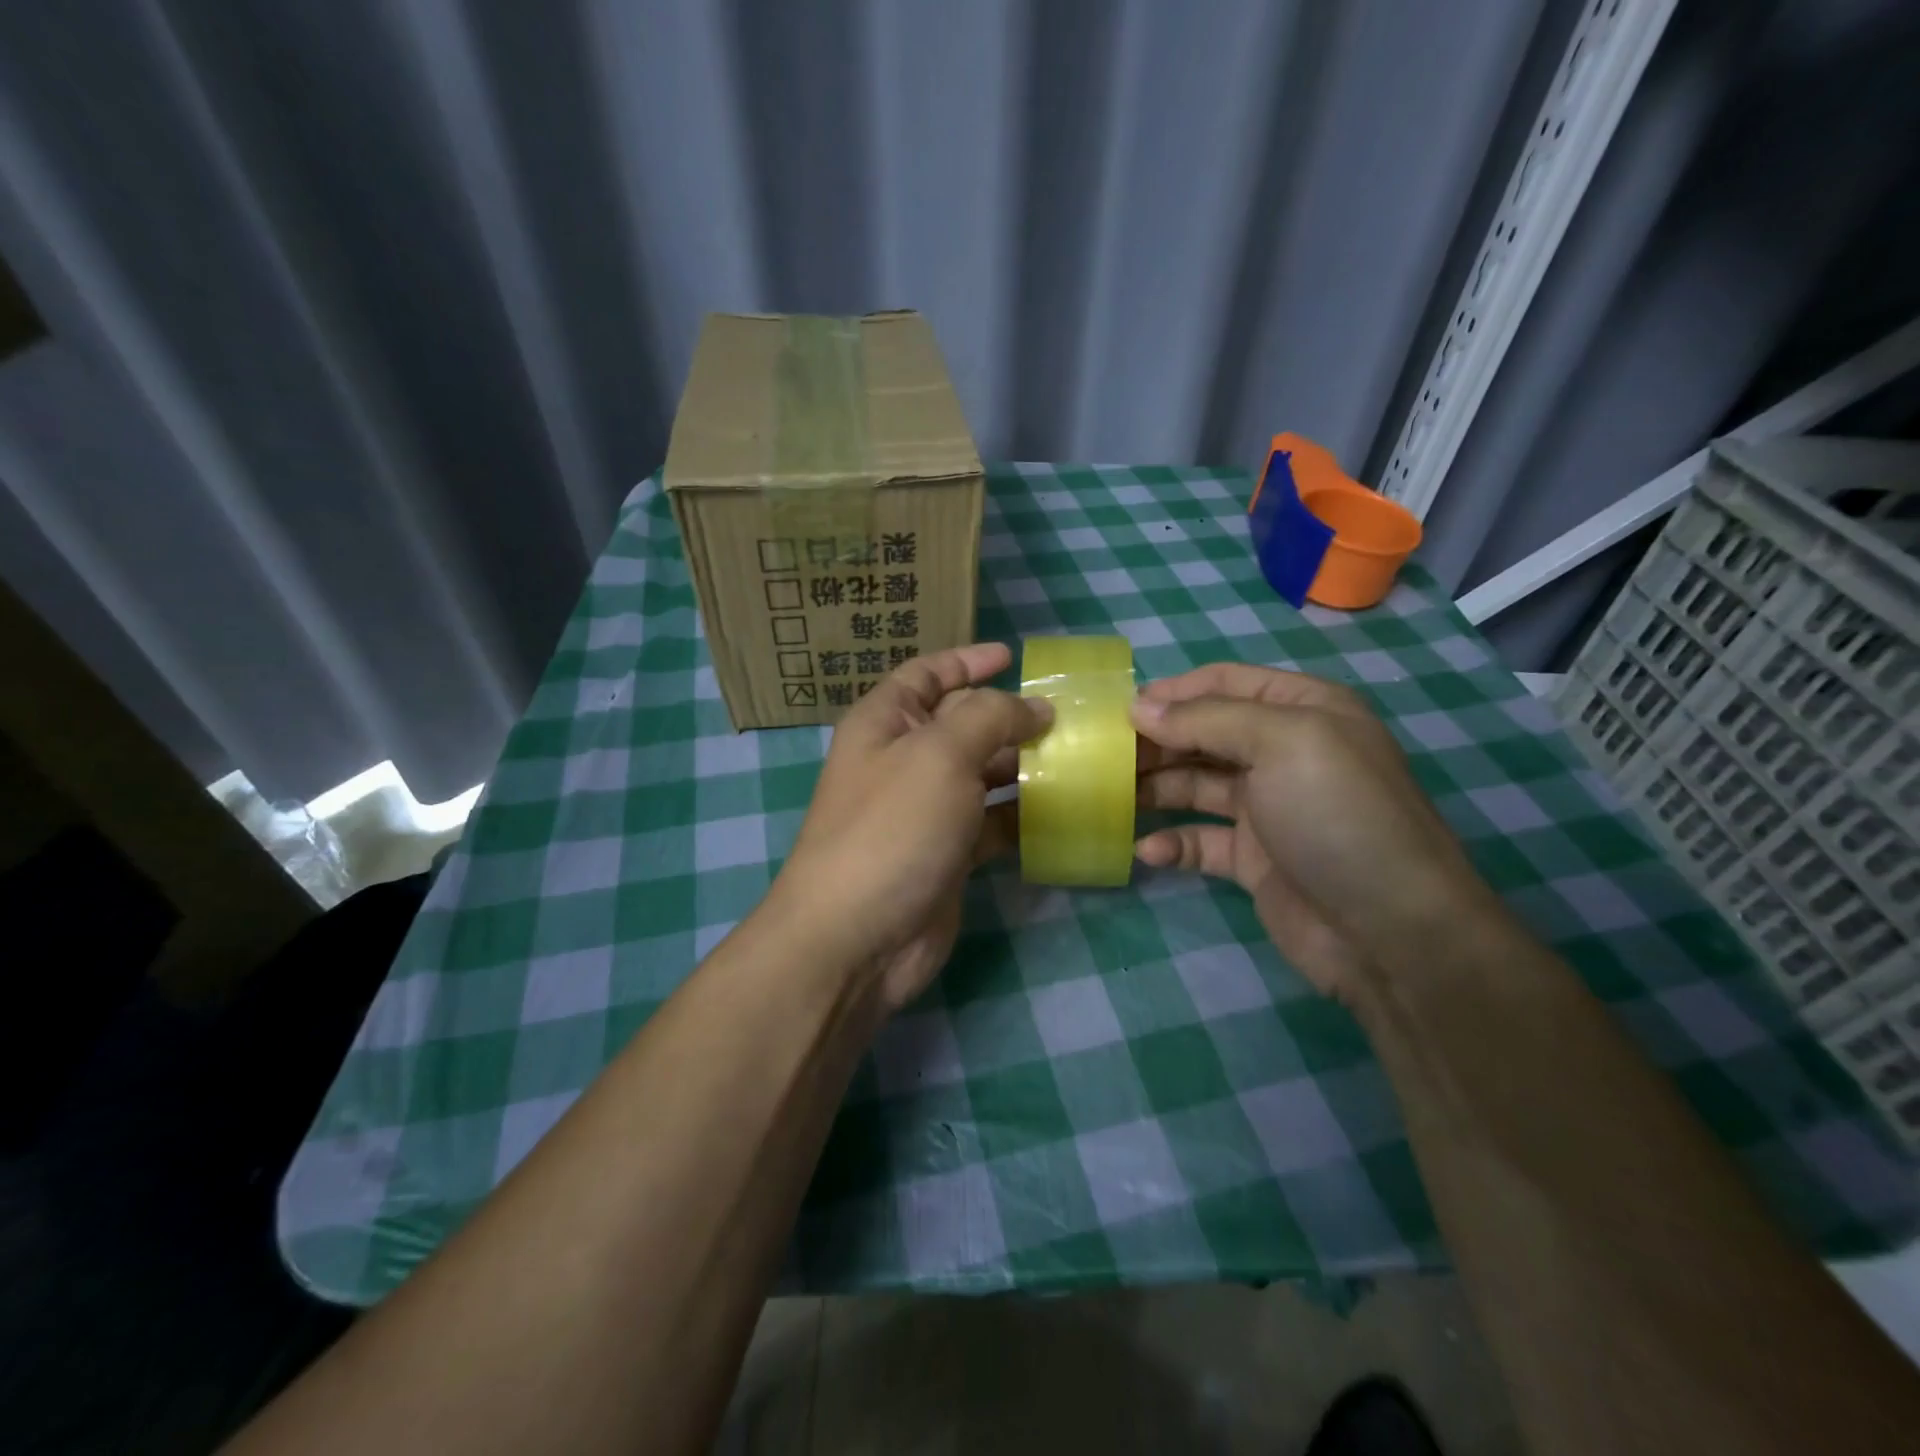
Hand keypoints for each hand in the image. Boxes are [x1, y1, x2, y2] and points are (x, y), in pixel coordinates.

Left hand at [770, 643, 1050, 1012]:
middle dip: (1009, 715)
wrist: (857, 938)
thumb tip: (1035, 707)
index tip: (1012, 656)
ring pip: (982, 774)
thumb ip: (990, 717)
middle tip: (1067, 714)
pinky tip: (1063, 809)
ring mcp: (926, 811)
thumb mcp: (939, 753)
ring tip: (1077, 756)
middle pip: (962, 723)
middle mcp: (903, 761)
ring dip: (1023, 765)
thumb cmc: (892, 828)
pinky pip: (992, 822)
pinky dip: (1023, 814)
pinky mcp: (948, 854)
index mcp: (885, 723)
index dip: (966, 661)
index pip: (927, 675)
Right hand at [1131, 664, 1497, 1002]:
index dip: (1172, 691)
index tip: (1120, 709)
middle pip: (1203, 733)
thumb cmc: (1337, 815)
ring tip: (1110, 795)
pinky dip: (1172, 842)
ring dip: (1155, 787)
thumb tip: (1138, 707)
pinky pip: (1200, 840)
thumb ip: (1206, 719)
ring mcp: (1268, 808)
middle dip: (1156, 740)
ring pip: (1195, 785)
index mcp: (1302, 711)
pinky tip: (1147, 850)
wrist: (1391, 931)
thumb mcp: (1280, 743)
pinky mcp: (1253, 859)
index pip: (1224, 683)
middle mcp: (1284, 752)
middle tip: (1103, 755)